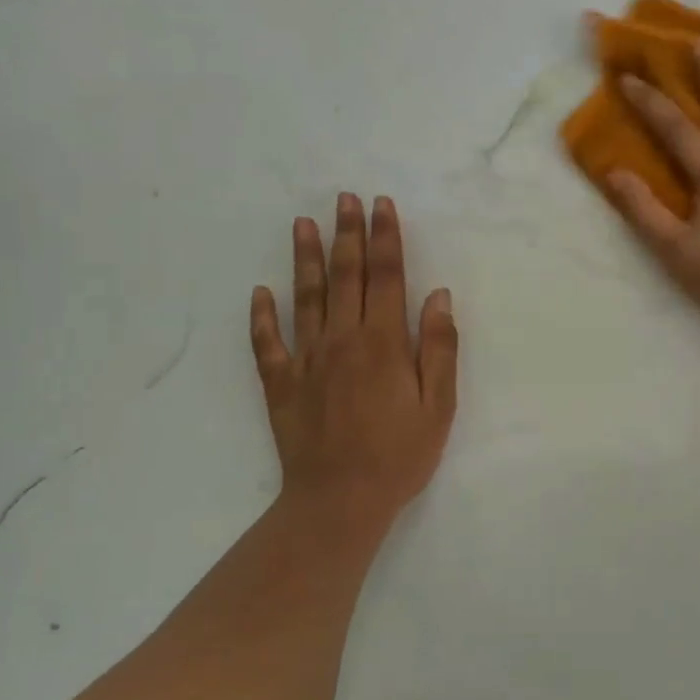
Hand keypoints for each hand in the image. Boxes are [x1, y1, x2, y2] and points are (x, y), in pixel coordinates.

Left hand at [250, 194, 458, 528]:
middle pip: (345, 276)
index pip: (386, 277)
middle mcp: (343, 339)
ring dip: (305, 258)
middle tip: (344, 198)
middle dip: (347, 234)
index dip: (385, 238)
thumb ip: (439, 348)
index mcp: (384, 343)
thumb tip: (438, 296)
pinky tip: (260, 293)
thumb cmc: (399, 455)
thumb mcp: (438, 406)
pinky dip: (261, 317)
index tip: (381, 205)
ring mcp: (306, 360)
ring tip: (302, 223)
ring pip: (305, 298)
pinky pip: (267, 343)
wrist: (340, 500)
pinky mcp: (280, 384)